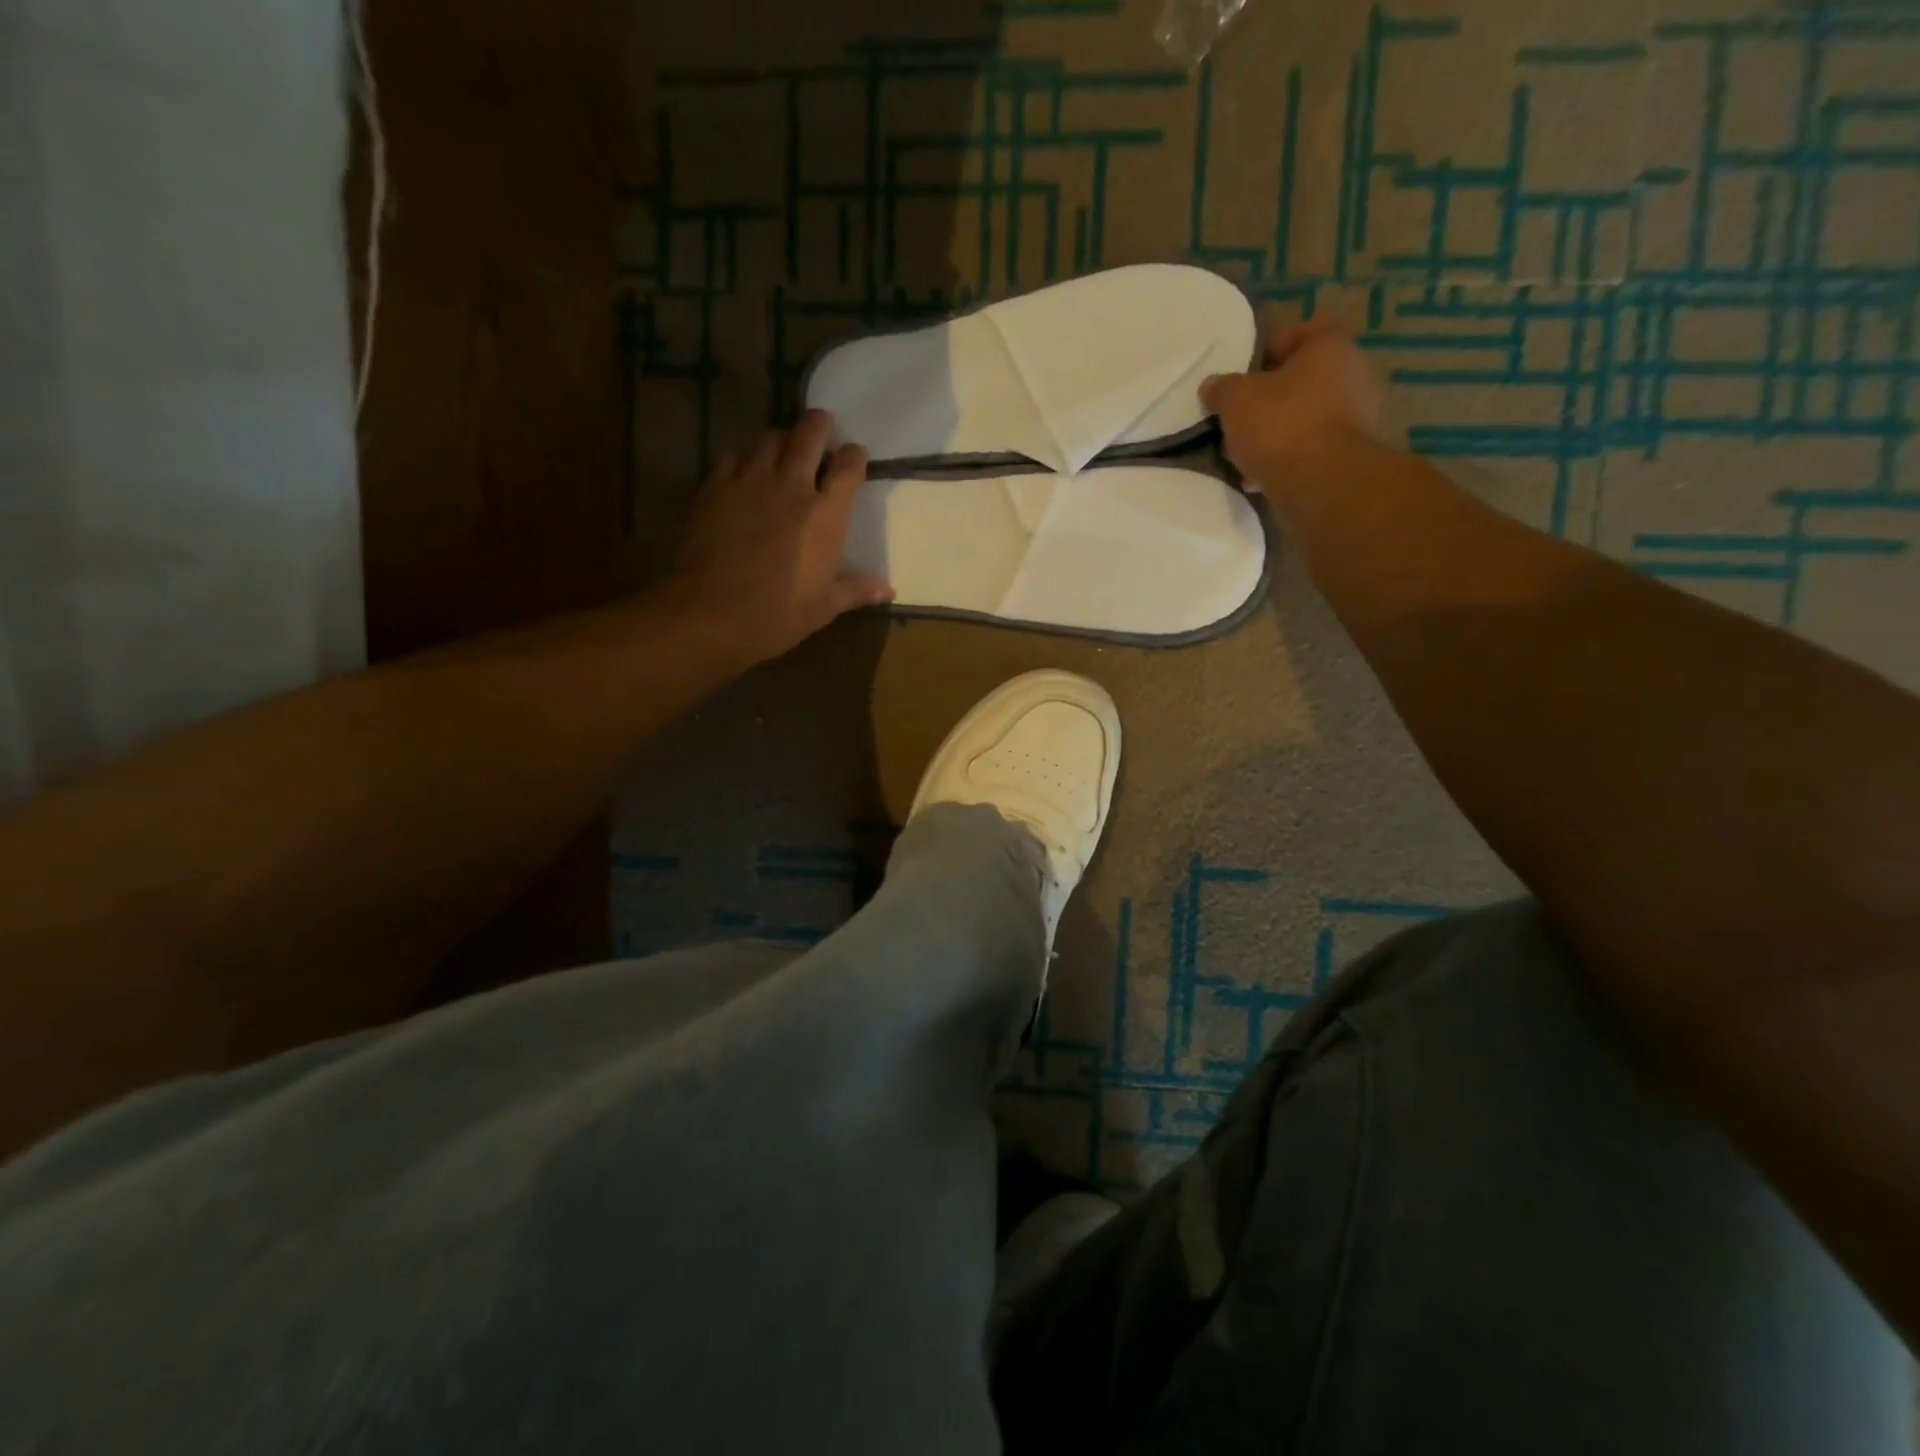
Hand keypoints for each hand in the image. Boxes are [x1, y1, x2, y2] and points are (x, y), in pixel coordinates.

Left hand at [668, 410, 893, 666]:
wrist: (709, 613)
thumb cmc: (775, 615)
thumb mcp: (823, 608)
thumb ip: (856, 591)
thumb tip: (888, 591)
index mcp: (826, 516)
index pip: (849, 466)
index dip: (855, 456)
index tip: (855, 458)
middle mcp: (792, 486)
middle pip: (810, 433)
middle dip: (820, 426)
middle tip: (822, 433)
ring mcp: (750, 481)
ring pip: (770, 437)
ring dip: (782, 440)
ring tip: (782, 453)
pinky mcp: (714, 486)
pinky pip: (732, 453)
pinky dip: (743, 456)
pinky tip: (743, 472)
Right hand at [1200, 315, 1382, 490]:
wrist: (1319, 482)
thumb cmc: (1280, 424)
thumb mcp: (1236, 400)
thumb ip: (1221, 388)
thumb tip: (1212, 385)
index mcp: (1329, 348)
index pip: (1301, 331)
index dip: (1268, 348)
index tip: (1243, 372)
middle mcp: (1351, 375)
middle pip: (1301, 379)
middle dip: (1268, 397)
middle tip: (1238, 415)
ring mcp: (1355, 417)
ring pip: (1304, 416)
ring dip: (1275, 431)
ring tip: (1244, 452)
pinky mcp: (1347, 454)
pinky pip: (1310, 448)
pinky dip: (1286, 457)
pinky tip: (1259, 476)